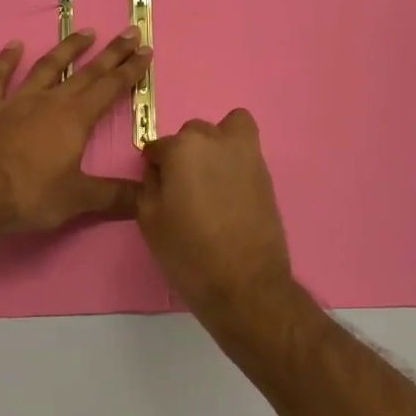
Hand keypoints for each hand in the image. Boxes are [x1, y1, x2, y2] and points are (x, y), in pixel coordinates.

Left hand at [0, 28, 151, 234]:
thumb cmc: (30, 195)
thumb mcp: (79, 199)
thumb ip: (115, 196)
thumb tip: (149, 197)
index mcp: (76, 118)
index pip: (110, 87)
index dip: (131, 69)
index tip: (146, 50)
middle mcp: (50, 101)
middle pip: (87, 72)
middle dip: (112, 52)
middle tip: (130, 32)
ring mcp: (17, 102)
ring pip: (47, 67)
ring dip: (67, 49)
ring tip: (86, 31)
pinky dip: (6, 61)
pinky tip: (14, 45)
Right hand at [138, 108, 296, 320]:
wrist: (246, 285)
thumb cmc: (189, 253)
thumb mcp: (150, 220)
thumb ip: (149, 184)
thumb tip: (158, 170)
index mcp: (183, 148)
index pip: (158, 147)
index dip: (155, 168)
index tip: (158, 188)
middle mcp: (216, 139)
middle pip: (192, 135)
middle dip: (184, 154)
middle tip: (184, 188)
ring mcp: (246, 153)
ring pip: (226, 130)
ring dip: (215, 145)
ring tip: (211, 180)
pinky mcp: (266, 172)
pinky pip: (246, 150)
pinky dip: (236, 159)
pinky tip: (230, 191)